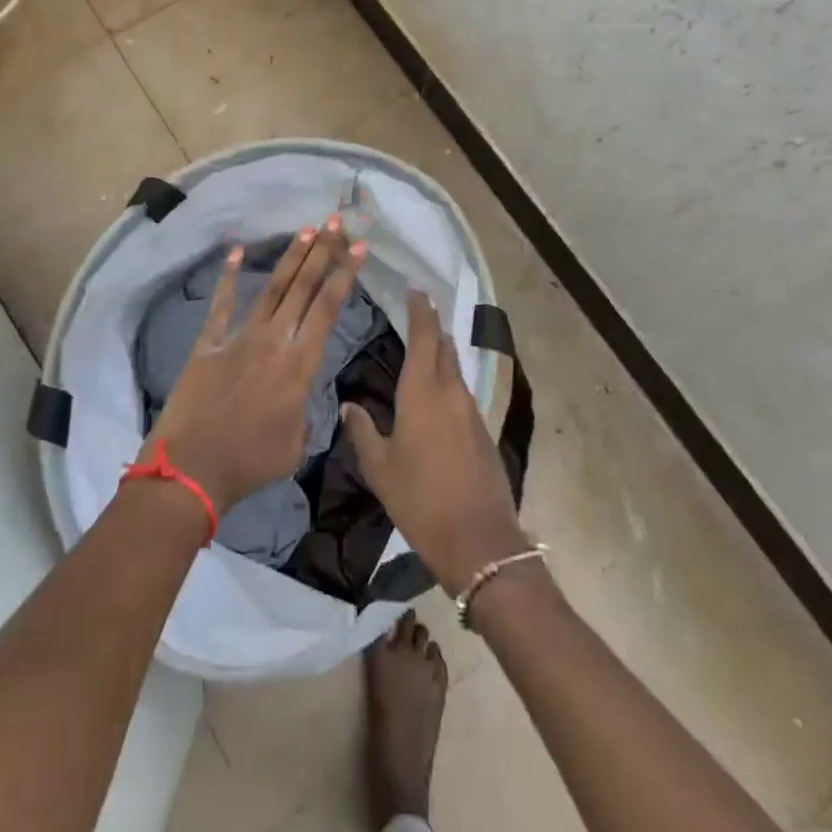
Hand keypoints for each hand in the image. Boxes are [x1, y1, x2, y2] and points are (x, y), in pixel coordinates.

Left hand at [143, 217, 365, 516]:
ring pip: (271, 289)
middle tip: (336, 223)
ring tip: (307, 230)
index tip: (359, 247)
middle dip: (323, 252)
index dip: (345, 274)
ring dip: (291, 258)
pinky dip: (227, 277)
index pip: (329, 308)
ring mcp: (239, 337)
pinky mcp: (209, 342)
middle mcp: (273, 340)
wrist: (192, 469)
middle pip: (303, 288)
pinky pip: (221, 304)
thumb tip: (303, 398)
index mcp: (299, 364)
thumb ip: (307, 413)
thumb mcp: (296, 444)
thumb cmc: (250, 463)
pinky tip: (236, 251)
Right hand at [340, 292, 527, 594]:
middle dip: (432, 327)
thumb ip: (362, 431)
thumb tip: (348, 406)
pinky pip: (462, 393)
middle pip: (444, 347)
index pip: (425, 337)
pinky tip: (436, 396)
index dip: (421, 311)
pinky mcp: (483, 431)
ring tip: (423, 350)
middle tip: (417, 313)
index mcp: (422, 392)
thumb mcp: (380, 468)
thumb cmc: (420, 500)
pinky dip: (449, 382)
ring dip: (441, 354)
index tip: (416, 290)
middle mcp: (451, 392)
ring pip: (455, 370)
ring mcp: (471, 411)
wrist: (479, 541)